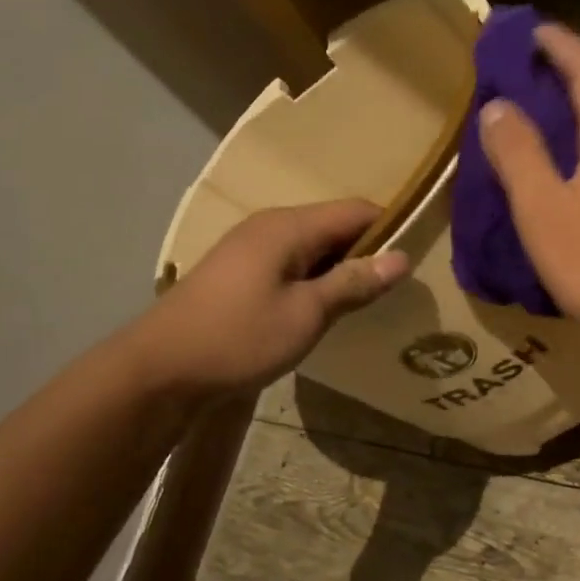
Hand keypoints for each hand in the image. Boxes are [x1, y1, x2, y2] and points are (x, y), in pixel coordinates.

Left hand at [132, 200, 408, 395]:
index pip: (356, 210)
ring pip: (314, 246)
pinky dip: (317, 279)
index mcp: (289, 227)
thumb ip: (354, 283)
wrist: (160, 370)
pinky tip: (327, 307)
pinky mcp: (241, 272)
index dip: (391, 227)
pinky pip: (293, 263)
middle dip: (368, 250)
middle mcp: (270, 226)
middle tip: (398, 286)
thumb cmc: (239, 338)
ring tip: (370, 299)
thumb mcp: (306, 314)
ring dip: (342, 268)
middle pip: (334, 225)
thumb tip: (402, 258)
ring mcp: (251, 248)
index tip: (419, 256)